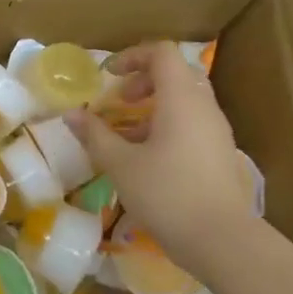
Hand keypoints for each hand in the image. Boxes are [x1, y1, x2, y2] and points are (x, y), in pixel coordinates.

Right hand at [65, 42, 258, 266]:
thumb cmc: (166, 194)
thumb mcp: (121, 165)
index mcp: (181, 99)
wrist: (221, 239)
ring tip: (127, 135)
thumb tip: (71, 114)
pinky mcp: (221, 154)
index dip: (132, 57)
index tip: (108, 77)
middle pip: (177, 74)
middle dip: (144, 81)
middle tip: (119, 102)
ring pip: (185, 102)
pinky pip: (193, 124)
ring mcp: (217, 131)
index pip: (162, 54)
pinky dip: (168, 127)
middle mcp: (204, 107)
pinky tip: (148, 159)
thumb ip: (95, 135)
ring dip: (154, 107)